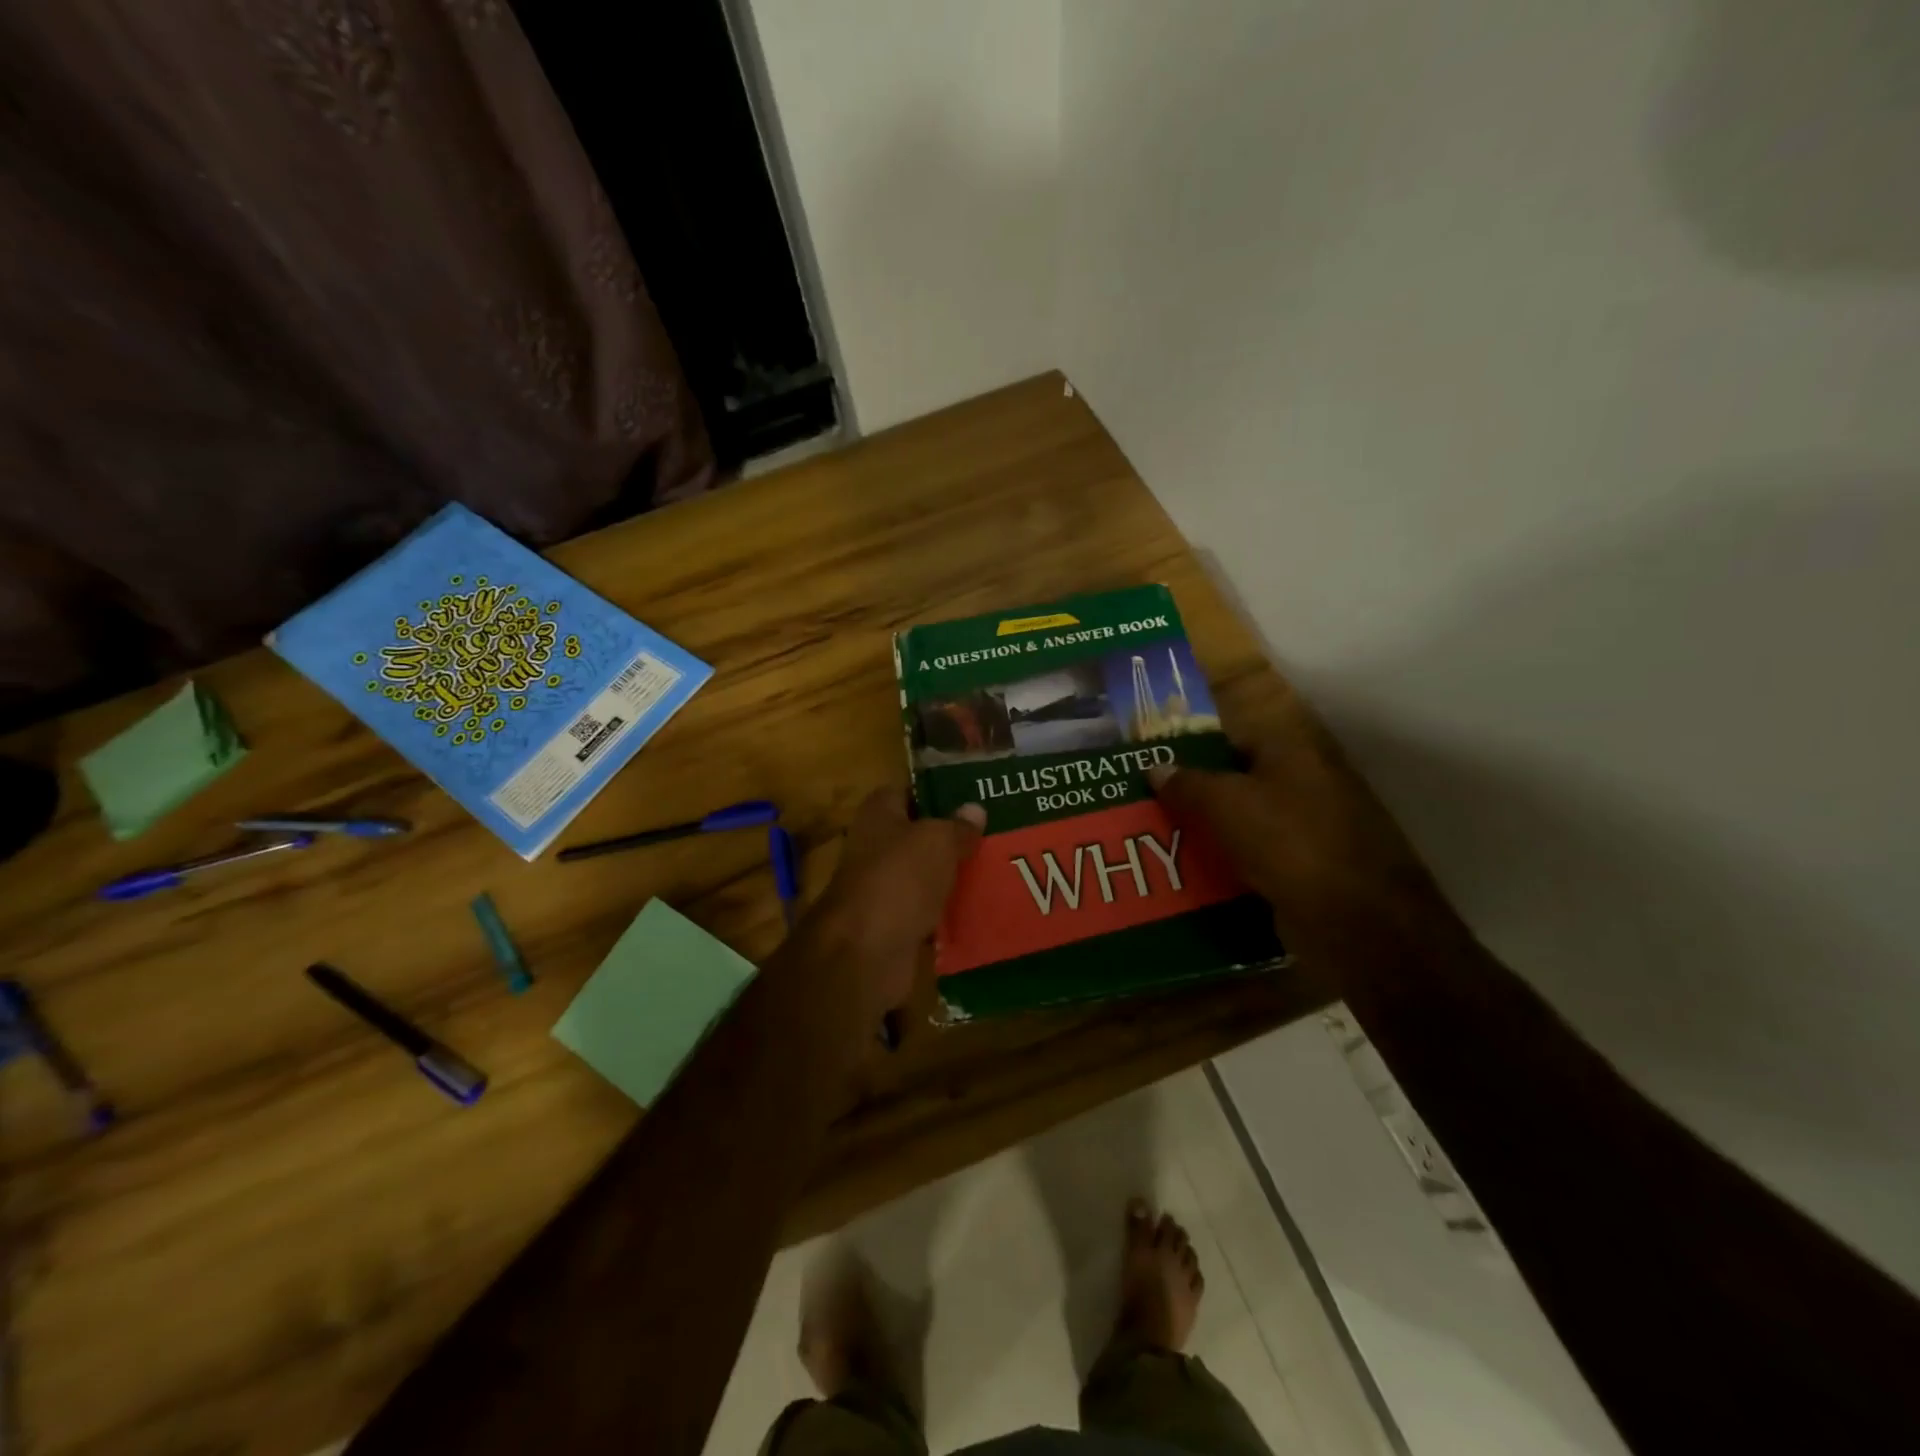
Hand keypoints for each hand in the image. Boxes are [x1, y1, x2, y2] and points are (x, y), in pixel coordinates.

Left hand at [805, 790, 985, 1021]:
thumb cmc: (899, 878)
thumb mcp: (937, 840)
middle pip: (918, 836)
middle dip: (951, 838)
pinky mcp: (893, 924)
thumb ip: (958, 825)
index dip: (936, 793)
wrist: (867, 951)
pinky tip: (980, 908)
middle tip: (994, 835)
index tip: (972, 798)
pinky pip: (927, 911)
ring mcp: (882, 888)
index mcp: (878, 814)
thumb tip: (975, 809)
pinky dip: (948, 912)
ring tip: (996, 870)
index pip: (907, 792)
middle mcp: (875, 847)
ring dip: (952, 877)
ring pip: (925, 875)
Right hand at [1146, 713, 1463, 973]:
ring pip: (1246, 823)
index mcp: (1290, 752)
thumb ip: (1187, 783)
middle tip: (1149, 808)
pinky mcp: (1310, 868)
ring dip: (1210, 833)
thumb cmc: (1289, 841)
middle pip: (1237, 782)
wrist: (1356, 919)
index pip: (1231, 739)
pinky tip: (1197, 877)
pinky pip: (1258, 858)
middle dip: (1195, 795)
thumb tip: (1155, 768)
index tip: (1155, 768)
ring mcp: (1311, 827)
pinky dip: (1230, 864)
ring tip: (1162, 843)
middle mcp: (1305, 782)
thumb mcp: (1225, 804)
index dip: (1192, 750)